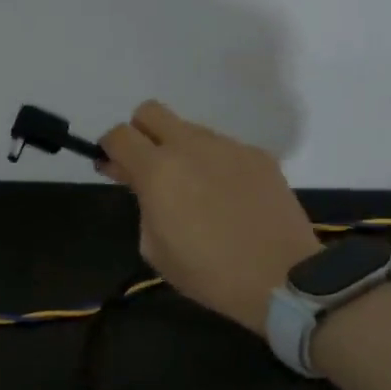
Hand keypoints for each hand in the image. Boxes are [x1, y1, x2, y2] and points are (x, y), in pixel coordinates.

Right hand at [99, 100, 320, 336]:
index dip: (109, 149)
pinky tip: (227, 196)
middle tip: (147, 168)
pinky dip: (214, 164)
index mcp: (157, 171)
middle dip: (140, 133)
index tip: (113, 168)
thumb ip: (142, 204)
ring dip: (180, 150)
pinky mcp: (258, 155)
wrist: (281, 278)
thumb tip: (142, 183)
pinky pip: (223, 148)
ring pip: (190, 130)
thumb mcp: (154, 248)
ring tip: (194, 189)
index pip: (119, 135)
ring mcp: (228, 146)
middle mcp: (190, 146)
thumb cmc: (207, 272)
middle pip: (150, 112)